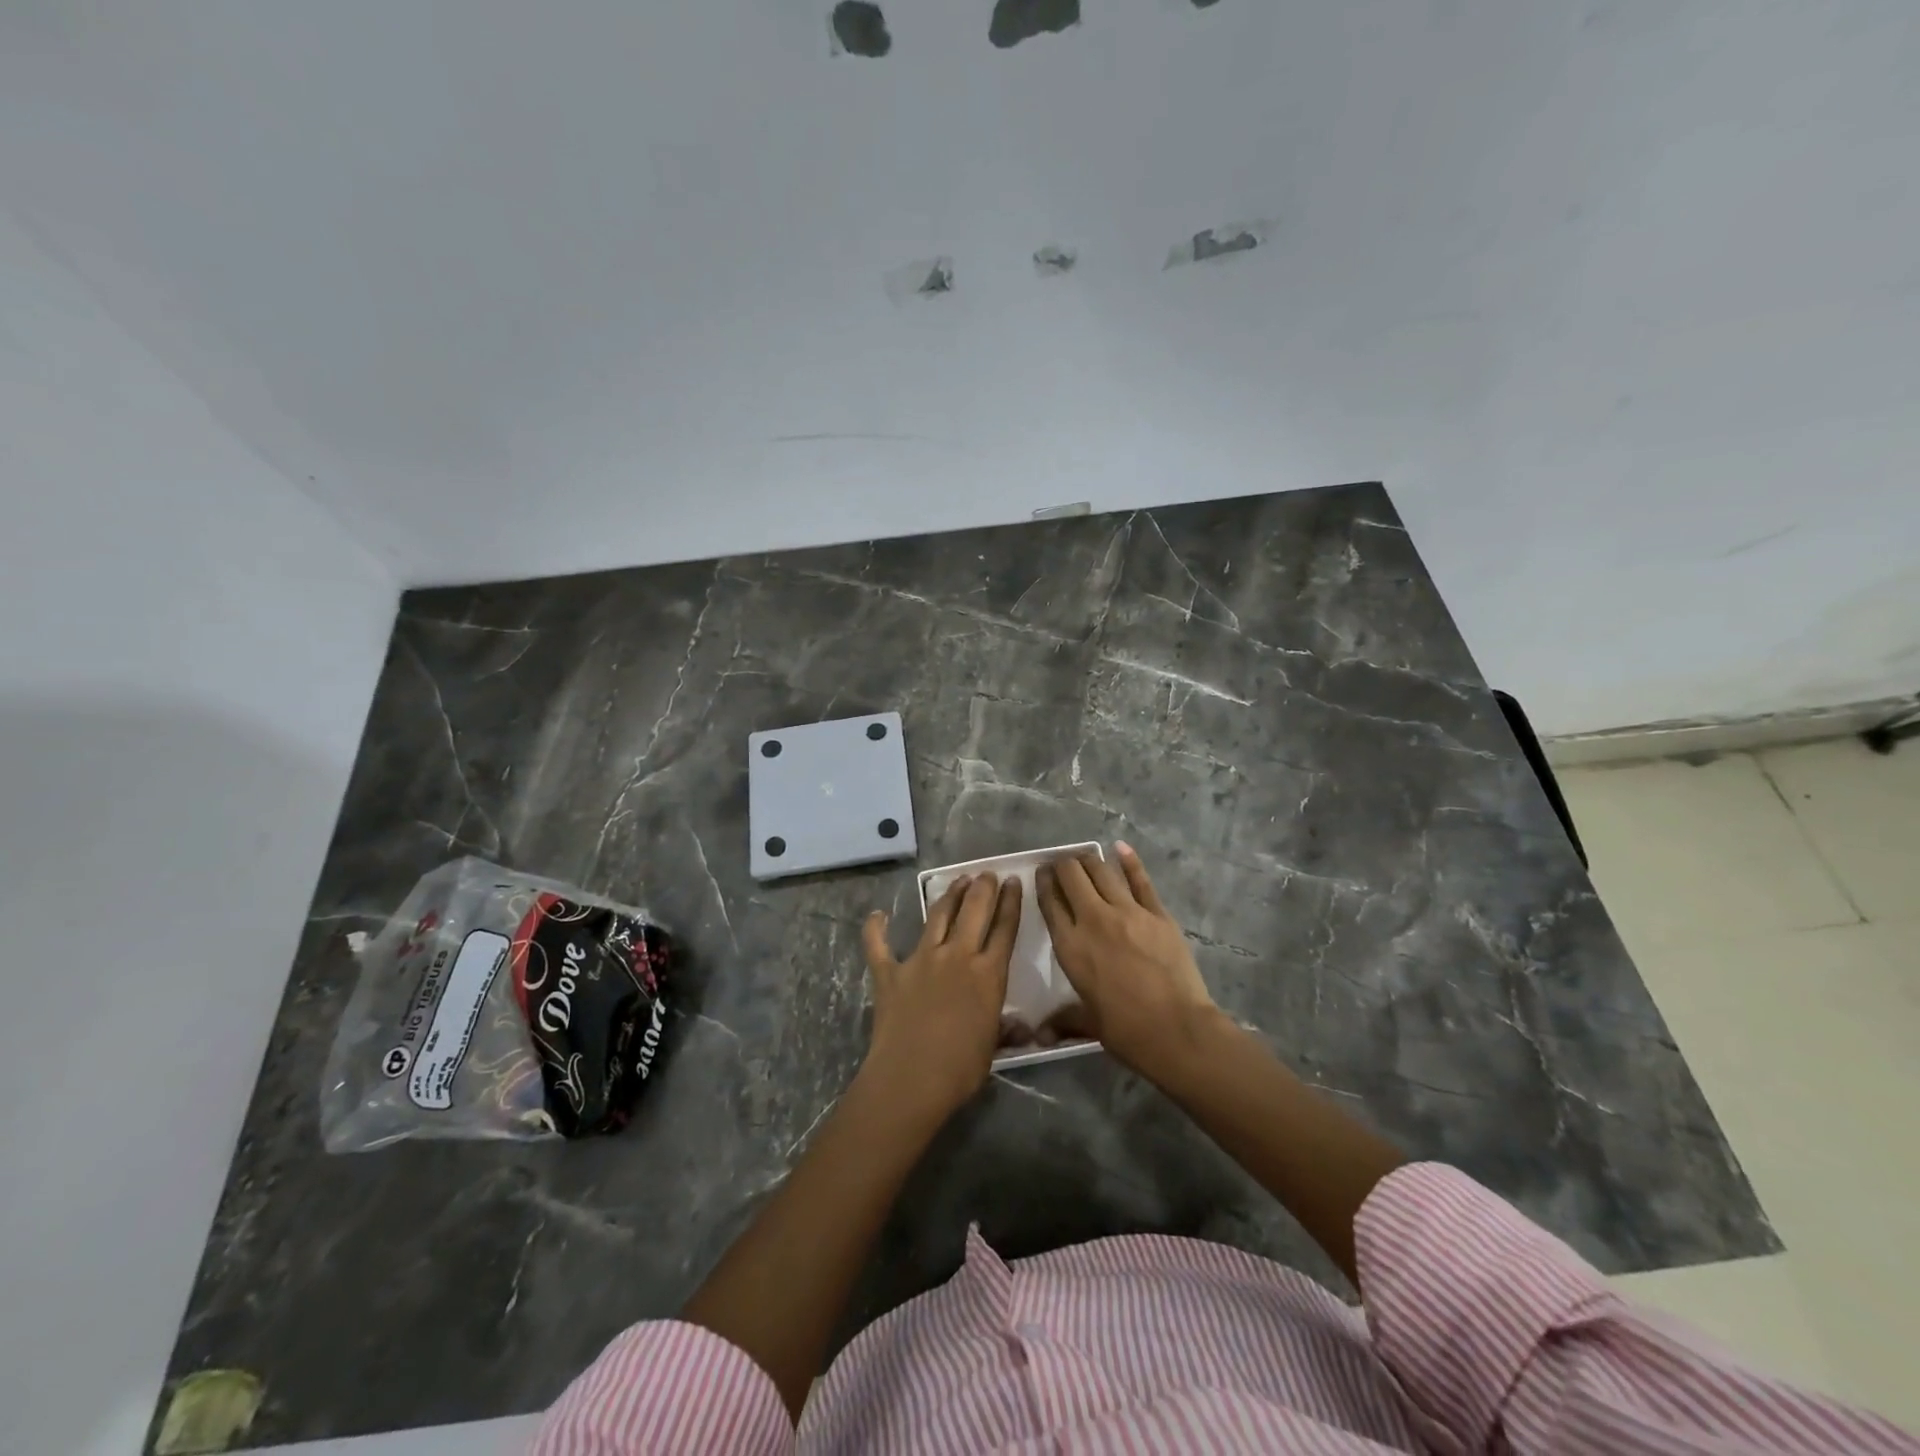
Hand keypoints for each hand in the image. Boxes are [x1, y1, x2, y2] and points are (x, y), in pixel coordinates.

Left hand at [861, 873, 1020, 1121]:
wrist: (911, 1079)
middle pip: (974, 911)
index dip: (1010, 902)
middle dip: (983, 888)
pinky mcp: (889, 972)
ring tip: (957, 882)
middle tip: (986, 874)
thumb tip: (1023, 1029)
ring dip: (949, 896)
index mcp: (988, 974)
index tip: (1013, 881)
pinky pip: (879, 944)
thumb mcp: (993, 1048)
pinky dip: (876, 929)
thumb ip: (1005, 1029)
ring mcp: (920, 960)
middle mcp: (956, 956)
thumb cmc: (960, 1069)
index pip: (1005, 928)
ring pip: (937, 916)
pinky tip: (878, 915)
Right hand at [1036, 842, 1219, 1077]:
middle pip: (1072, 877)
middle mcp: (1094, 920)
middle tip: (1062, 865)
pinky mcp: (1157, 913)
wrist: (1177, 1030)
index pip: (1050, 903)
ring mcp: (1128, 912)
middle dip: (1063, 866)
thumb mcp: (1088, 1023)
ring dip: (1089, 860)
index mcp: (1071, 946)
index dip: (1043, 883)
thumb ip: (1063, 1019)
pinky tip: (1120, 847)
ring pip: (1102, 872)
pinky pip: (1140, 880)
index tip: (1042, 874)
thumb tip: (1039, 1036)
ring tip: (1084, 856)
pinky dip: (1129, 860)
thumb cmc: (1126, 1030)